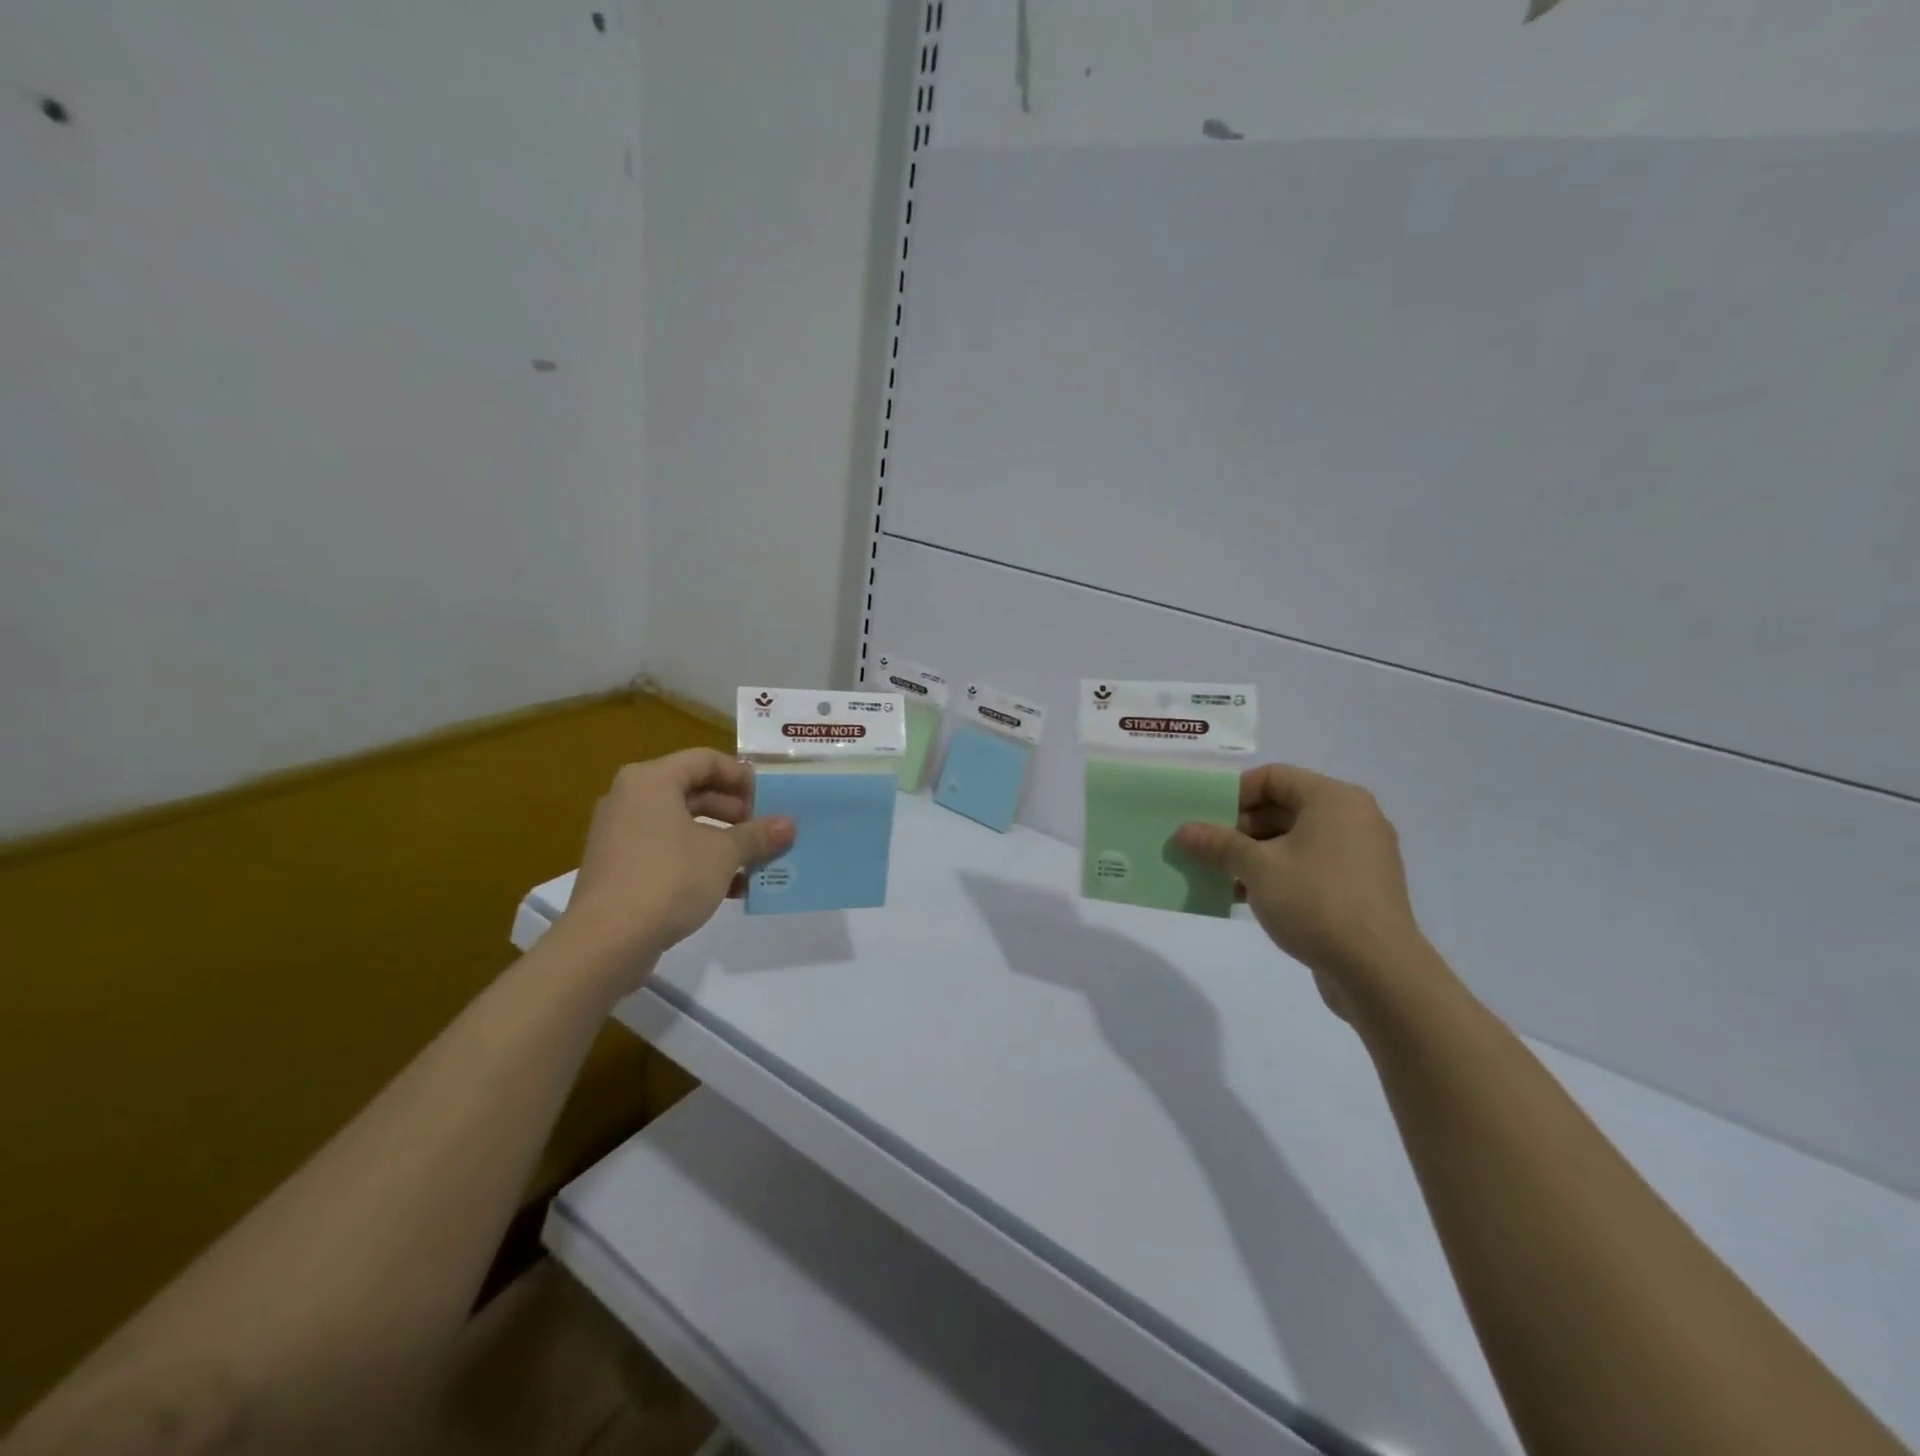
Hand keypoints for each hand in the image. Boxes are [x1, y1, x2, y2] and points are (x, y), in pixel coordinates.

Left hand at [554, 749, 794, 988]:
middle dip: (735, 811)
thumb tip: (789, 825)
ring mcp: (622, 835)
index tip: (769, 798)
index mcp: (651, 780)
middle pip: (693, 791)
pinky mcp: (621, 869)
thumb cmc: (669, 878)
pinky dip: (700, 862)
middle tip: (766, 829)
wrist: (607, 941)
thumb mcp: (723, 854)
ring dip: (722, 840)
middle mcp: (631, 799)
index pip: (705, 759)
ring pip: (683, 825)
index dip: (741, 776)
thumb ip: (757, 835)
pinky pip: (668, 852)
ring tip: (756, 860)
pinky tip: (732, 888)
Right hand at [1172, 763, 1434, 1020]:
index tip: (1204, 816)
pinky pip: (1309, 867)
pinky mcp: (1358, 888)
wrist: (1379, 971)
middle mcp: (1352, 818)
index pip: (1274, 777)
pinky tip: (1244, 897)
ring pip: (1294, 841)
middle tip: (1205, 848)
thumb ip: (1219, 844)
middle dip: (1239, 828)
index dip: (1234, 792)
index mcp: (1333, 800)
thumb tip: (1184, 831)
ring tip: (1218, 875)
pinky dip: (1277, 874)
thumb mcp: (1257, 868)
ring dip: (1253, 855)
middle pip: (1283, 808)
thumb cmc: (1316, 902)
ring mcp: (1359, 855)